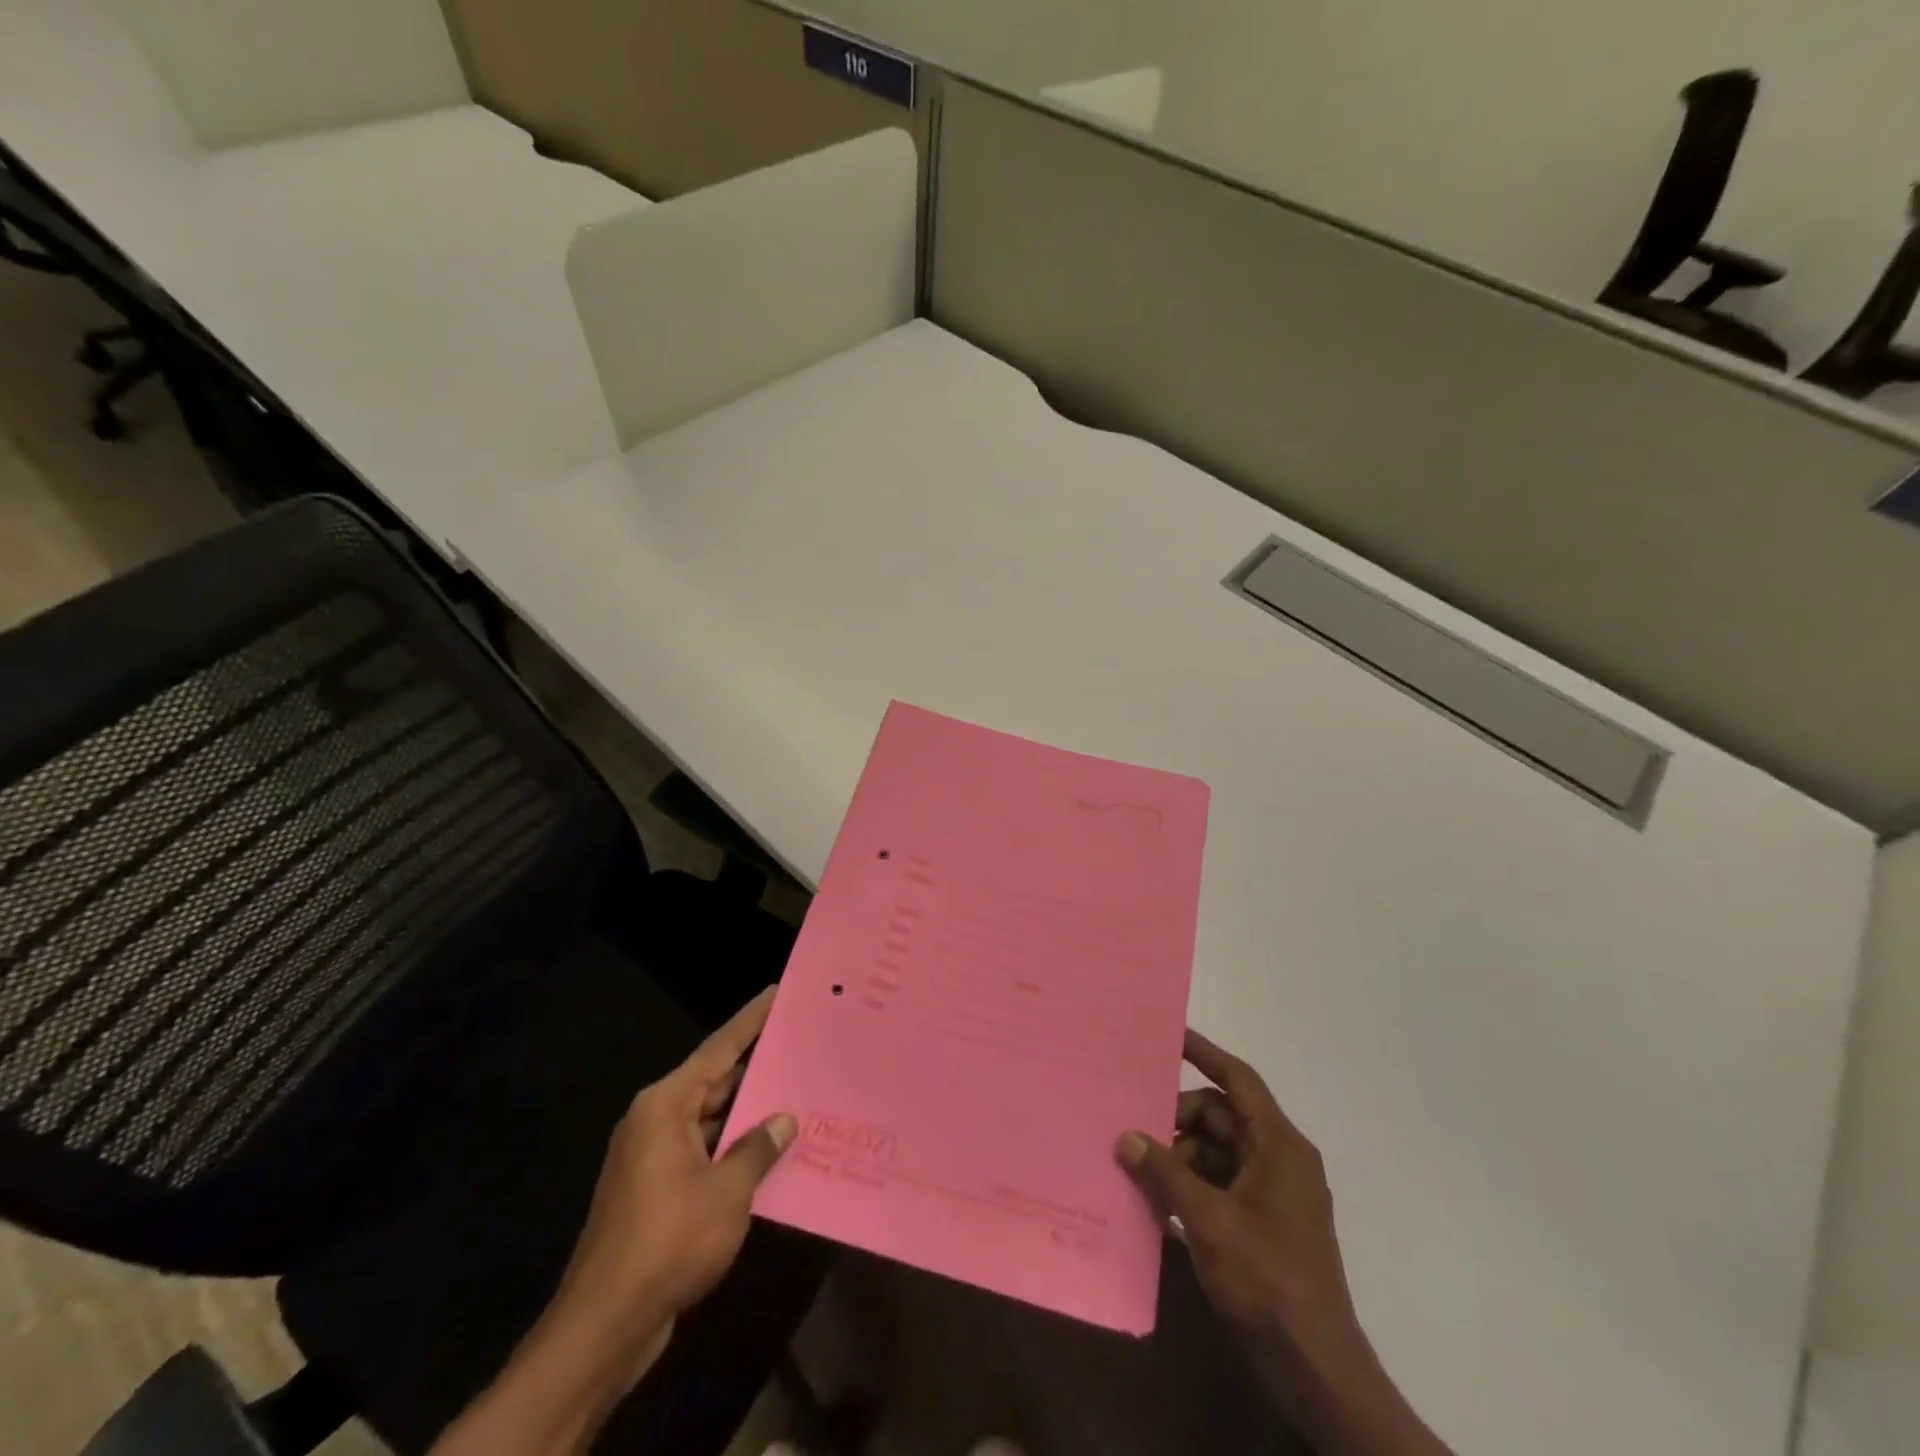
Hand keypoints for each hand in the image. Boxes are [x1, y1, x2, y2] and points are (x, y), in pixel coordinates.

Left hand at [552, 986, 796, 1350]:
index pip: (717, 1049)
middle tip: (798, 1042)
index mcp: (665, 1106)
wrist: (605, 1325)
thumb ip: (758, 1148)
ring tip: (796, 1092)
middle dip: (755, 1065)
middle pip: (714, 1080)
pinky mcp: (656, 1189)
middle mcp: (656, 1121)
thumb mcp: (727, 1192)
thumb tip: (784, 1118)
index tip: (775, 991)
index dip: (750, 1020)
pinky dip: (733, 1146)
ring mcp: (653, 1157)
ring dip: (747, 1112)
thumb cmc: (667, 1243)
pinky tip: (769, 1149)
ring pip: (710, 1118)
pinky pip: (703, 1150)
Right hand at [1116, 1029, 1452, 1455]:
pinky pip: (1218, 1183)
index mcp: (1278, 1146)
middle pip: (1219, 1117)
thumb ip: (1165, 1173)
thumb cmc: (1268, 1280)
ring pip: (1215, 1151)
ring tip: (1137, 1169)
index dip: (1204, 1053)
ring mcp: (1271, 1193)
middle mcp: (1278, 1159)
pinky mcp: (1261, 1223)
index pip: (1238, 1080)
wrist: (1316, 1368)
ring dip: (1178, 1157)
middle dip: (1176, 1120)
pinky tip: (1156, 1202)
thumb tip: (1126, 1137)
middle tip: (1132, 1127)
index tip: (1169, 1034)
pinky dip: (1189, 1186)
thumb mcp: (1208, 1221)